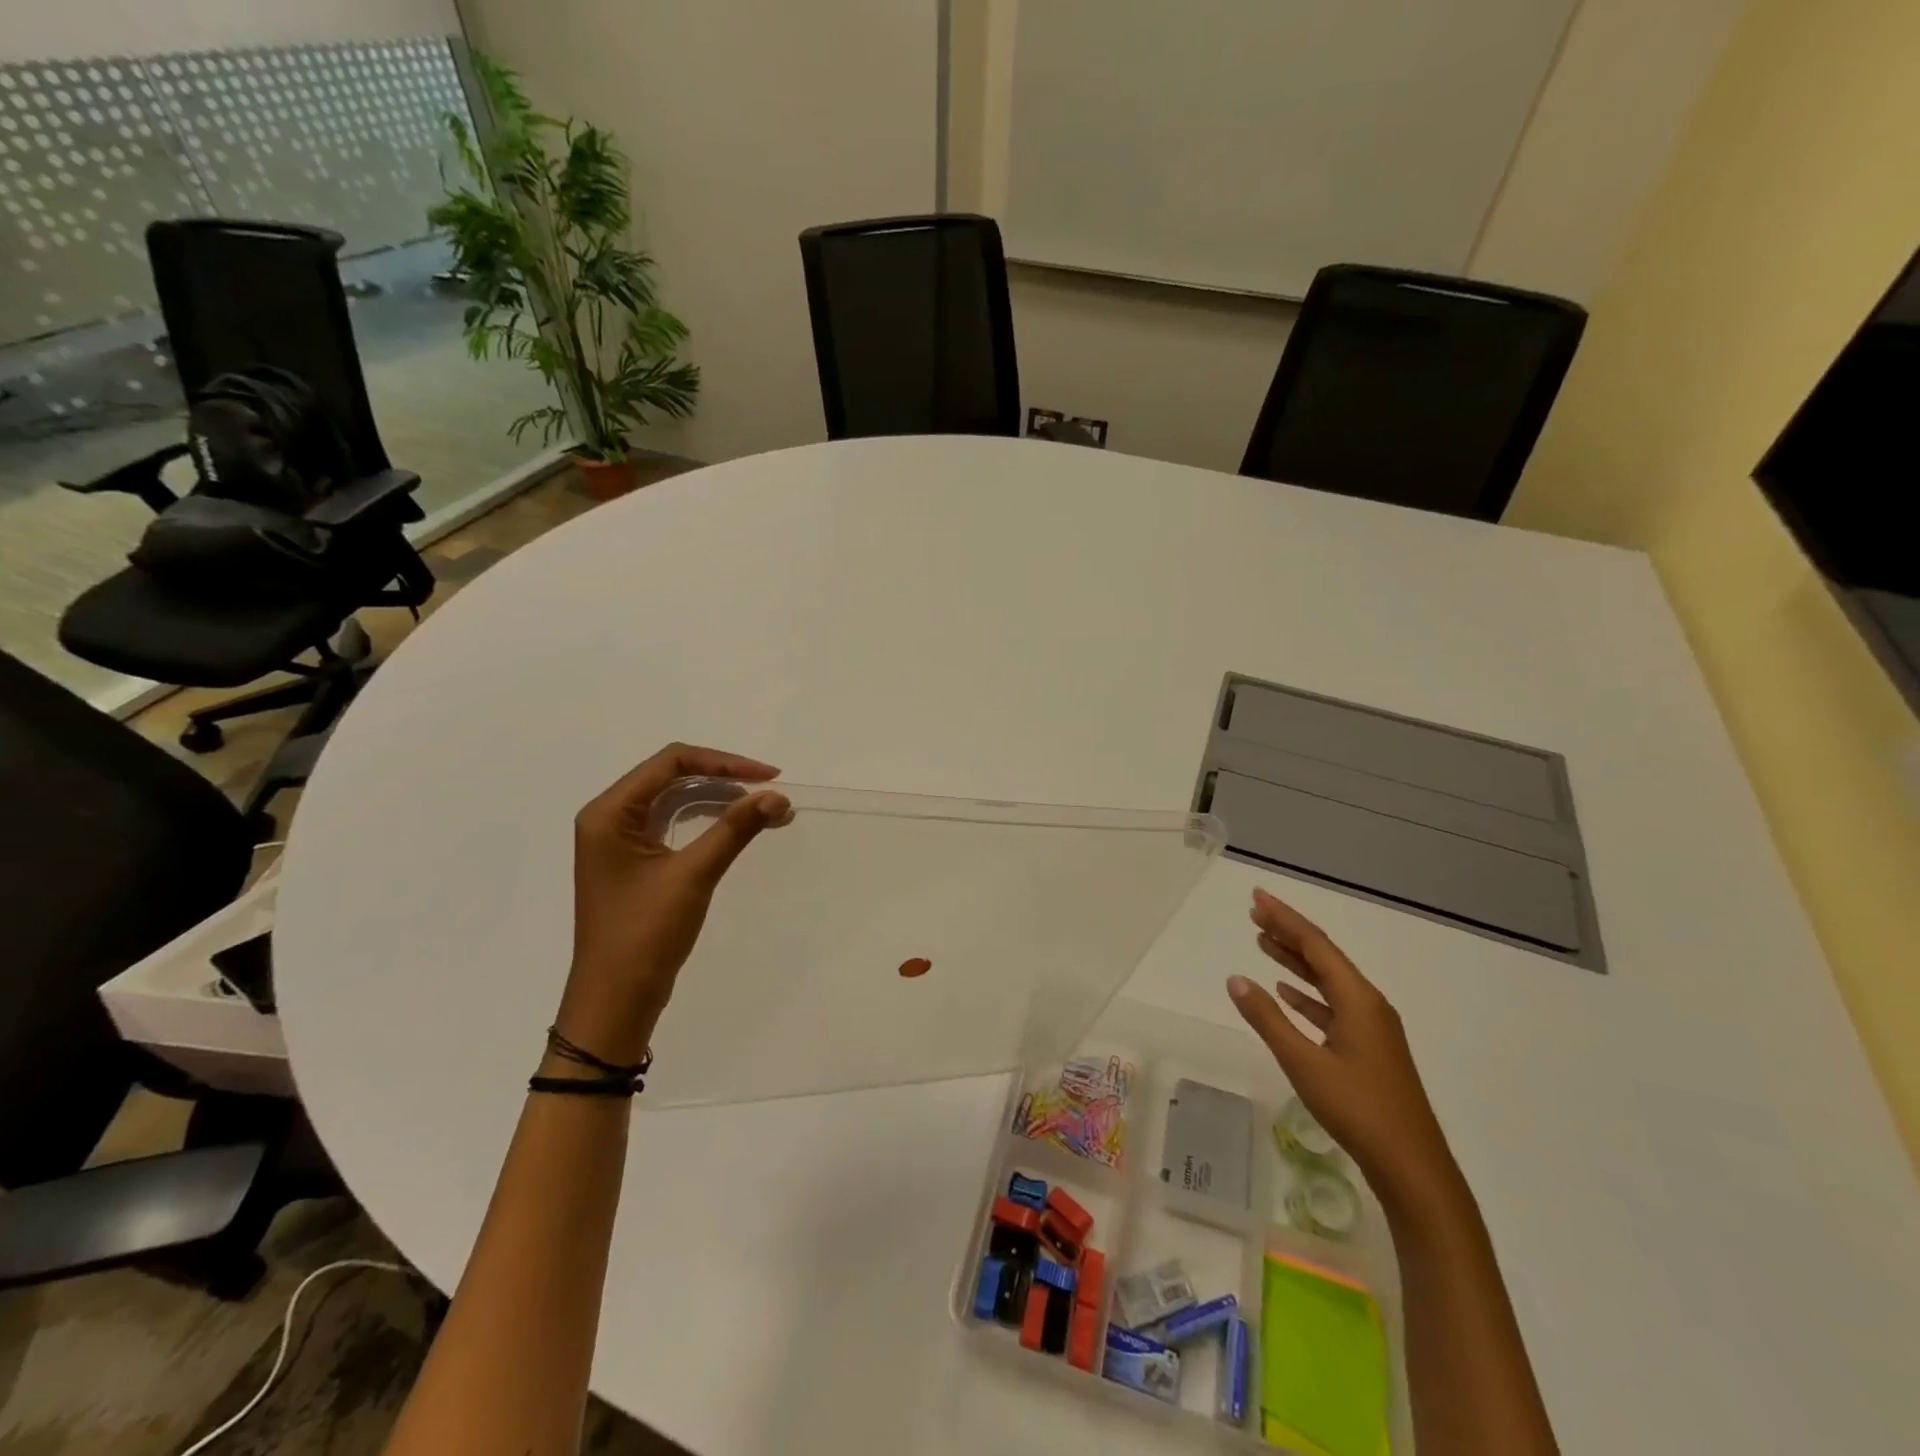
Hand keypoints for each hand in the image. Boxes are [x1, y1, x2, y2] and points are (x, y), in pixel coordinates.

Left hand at [558, 743, 789, 1064]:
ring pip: (677, 800)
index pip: (671, 762)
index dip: (724, 762)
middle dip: (725, 779)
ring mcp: (621, 841)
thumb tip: (777, 795)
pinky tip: (739, 826)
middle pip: (673, 776)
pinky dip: (708, 820)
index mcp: (609, 812)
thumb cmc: (644, 934)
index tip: (768, 777)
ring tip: (765, 808)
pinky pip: (675, 824)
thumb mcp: (693, 875)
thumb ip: (734, 829)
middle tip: (771, 792)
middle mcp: (610, 818)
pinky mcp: (635, 861)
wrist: (615, 1000)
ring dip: (720, 799)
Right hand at [1228, 887, 1461, 1215]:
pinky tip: (1287, 992)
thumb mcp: (1304, 1063)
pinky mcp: (1369, 1049)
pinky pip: (1332, 1006)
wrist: (1412, 1167)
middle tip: (1254, 913)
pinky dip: (1307, 994)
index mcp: (1358, 1000)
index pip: (1316, 945)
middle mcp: (1368, 1005)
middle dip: (1288, 933)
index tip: (1256, 899)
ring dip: (1295, 961)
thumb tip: (1235, 979)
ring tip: (1263, 943)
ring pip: (1327, 981)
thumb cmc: (1358, 1109)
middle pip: (1323, 957)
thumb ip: (1268, 1018)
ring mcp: (1371, 1028)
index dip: (1285, 919)